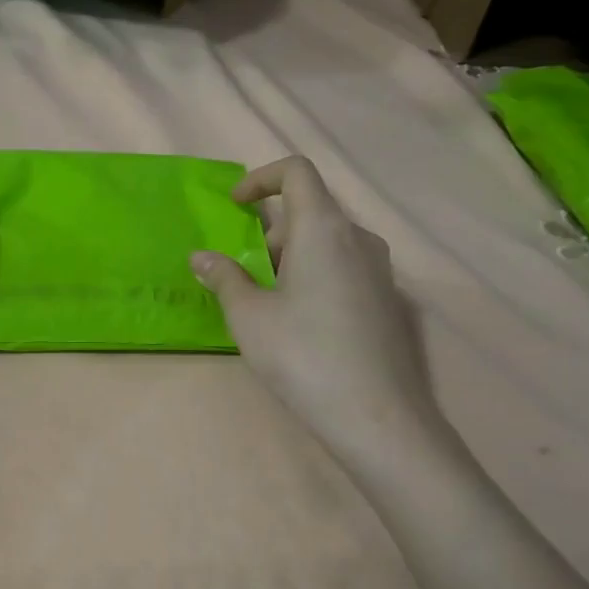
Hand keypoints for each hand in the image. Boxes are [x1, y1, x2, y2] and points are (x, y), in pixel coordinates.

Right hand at [191, 157, 441, 454]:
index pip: (296, 172)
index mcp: (323, 229)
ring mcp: (380, 269)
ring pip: (327, 242)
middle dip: (269, 234)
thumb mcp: (249, 317)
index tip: (234, 207)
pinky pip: (344, 267)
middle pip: (310, 211)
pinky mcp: (387, 299)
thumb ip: (224, 278)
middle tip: (244, 276)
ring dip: (291, 257)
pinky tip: (300, 323)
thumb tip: (201, 257)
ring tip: (267, 304)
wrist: (375, 416)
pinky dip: (314, 275)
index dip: (260, 179)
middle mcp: (359, 238)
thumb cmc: (302, 356)